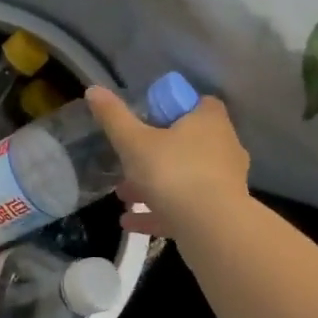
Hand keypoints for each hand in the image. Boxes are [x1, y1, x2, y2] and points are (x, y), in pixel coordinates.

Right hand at [85, 86, 250, 238]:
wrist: (212, 228)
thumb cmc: (174, 172)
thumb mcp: (134, 142)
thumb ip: (114, 117)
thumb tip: (93, 89)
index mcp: (209, 121)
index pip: (198, 103)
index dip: (173, 107)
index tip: (148, 118)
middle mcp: (223, 147)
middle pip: (187, 142)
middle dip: (155, 152)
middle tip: (128, 161)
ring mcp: (224, 182)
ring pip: (184, 177)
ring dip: (154, 185)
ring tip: (123, 196)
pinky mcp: (220, 213)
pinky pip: (185, 207)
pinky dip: (159, 212)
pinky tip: (130, 222)